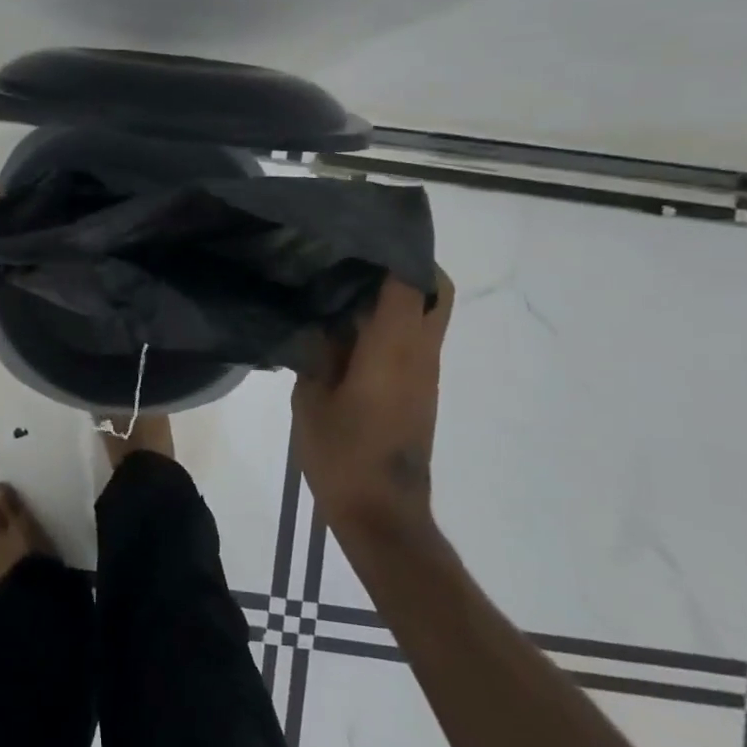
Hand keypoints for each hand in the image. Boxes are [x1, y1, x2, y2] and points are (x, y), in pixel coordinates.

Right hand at [290, 268, 454, 536]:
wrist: (382, 515)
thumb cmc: (342, 455)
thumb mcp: (311, 400)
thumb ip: (317, 353)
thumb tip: (323, 324)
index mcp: (393, 348)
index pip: (409, 281)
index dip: (392, 249)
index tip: (361, 232)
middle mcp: (420, 353)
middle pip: (436, 291)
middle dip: (409, 265)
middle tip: (361, 255)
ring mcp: (425, 373)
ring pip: (427, 315)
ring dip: (398, 293)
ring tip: (345, 284)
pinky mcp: (420, 391)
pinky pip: (415, 340)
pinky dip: (392, 321)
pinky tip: (349, 328)